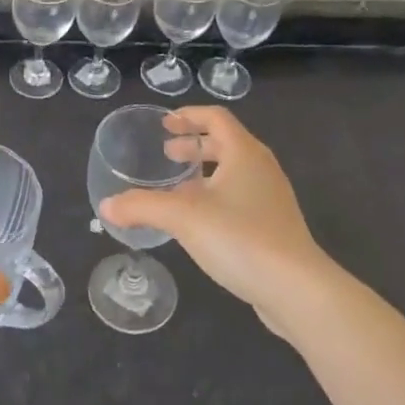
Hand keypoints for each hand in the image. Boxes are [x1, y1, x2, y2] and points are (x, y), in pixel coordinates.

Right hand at [100, 107, 330, 331]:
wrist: (297, 289)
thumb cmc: (241, 237)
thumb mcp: (184, 217)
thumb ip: (142, 207)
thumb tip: (107, 206)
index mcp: (244, 152)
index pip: (216, 118)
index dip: (190, 116)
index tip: (166, 123)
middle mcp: (262, 168)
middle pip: (226, 143)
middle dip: (195, 146)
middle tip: (167, 154)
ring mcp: (271, 199)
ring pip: (234, 173)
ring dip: (205, 174)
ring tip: (178, 189)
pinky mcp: (274, 227)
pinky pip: (240, 198)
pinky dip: (216, 198)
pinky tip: (199, 223)